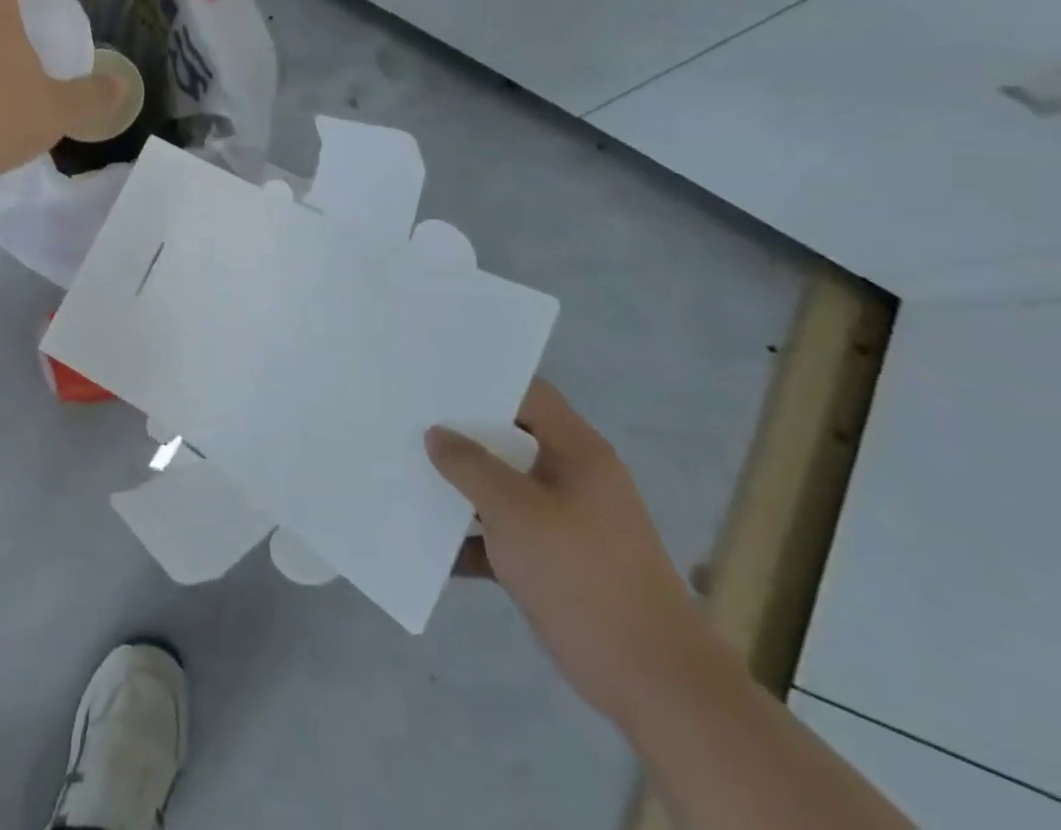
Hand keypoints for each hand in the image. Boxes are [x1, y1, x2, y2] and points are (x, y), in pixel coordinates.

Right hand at [426, 380, 717, 729]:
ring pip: (503, 488)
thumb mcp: (515, 509)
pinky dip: (474, 539)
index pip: (528, 394)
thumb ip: (470, 465)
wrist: (653, 682)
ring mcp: (566, 522)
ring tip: (407, 473)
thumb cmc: (582, 574)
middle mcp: (573, 478)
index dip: (484, 381)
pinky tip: (432, 545)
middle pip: (510, 439)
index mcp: (576, 452)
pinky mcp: (556, 564)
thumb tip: (437, 434)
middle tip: (409, 420)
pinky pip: (505, 536)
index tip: (434, 378)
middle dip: (461, 434)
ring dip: (462, 488)